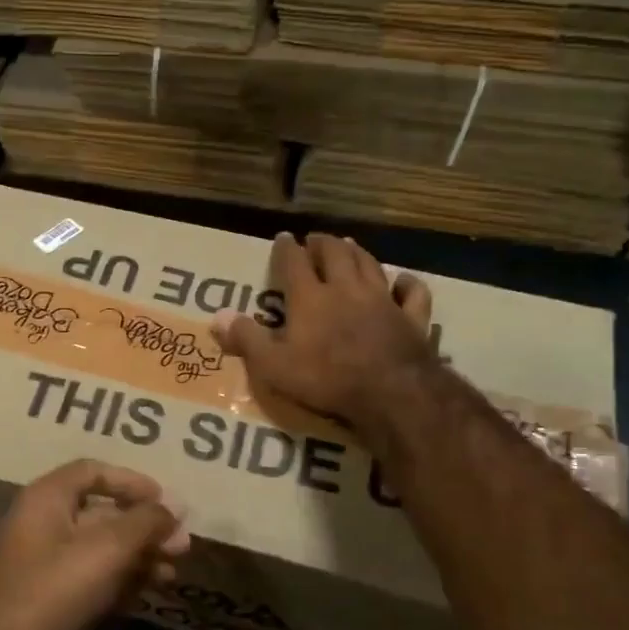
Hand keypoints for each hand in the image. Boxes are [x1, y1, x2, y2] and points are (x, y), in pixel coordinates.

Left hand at [0, 460, 189, 629]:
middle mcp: (41, 526)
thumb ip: (145, 523)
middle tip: (182, 546)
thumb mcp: (107, 550)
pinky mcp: (47, 605)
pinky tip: (147, 596)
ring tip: (172, 575)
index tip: (167, 501)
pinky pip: (90, 582)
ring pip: (99, 551)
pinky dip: (119, 584)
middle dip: (143, 527)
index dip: (131, 481)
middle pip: (100, 513)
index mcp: (46, 499)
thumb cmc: (52, 593)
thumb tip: (177, 505)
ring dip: (137, 558)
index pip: (92, 471)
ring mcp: (42, 567)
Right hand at [212, 232, 434, 445]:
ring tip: (350, 245)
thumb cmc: (326, 379)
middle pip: (335, 254)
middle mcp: (346, 289)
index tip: (283, 237)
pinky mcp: (411, 318)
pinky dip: (407, 283)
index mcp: (310, 298)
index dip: (287, 248)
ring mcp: (383, 300)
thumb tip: (216, 316)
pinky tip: (403, 280)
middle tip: (316, 239)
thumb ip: (246, 339)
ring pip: (370, 265)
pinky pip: (412, 293)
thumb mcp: (273, 366)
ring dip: (357, 252)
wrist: (390, 392)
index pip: (294, 263)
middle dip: (323, 243)